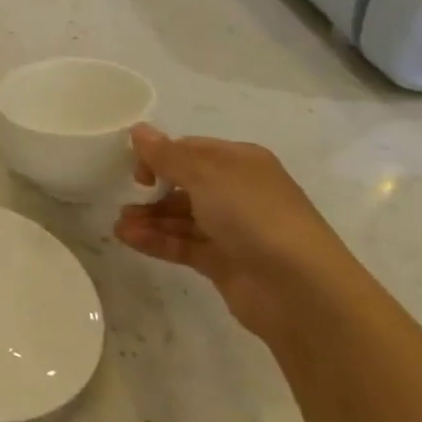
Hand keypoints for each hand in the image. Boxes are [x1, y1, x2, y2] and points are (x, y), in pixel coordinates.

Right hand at [116, 125, 359, 342]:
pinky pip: (183, 244)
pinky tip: (129, 238)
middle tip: (124, 196)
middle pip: (184, 184)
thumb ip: (167, 155)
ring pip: (181, 217)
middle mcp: (237, 192)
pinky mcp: (224, 262)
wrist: (302, 291)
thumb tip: (137, 130)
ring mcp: (232, 229)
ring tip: (119, 225)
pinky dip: (157, 240)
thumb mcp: (206, 175)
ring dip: (150, 218)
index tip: (136, 168)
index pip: (191, 150)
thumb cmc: (255, 216)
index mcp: (241, 163)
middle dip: (152, 190)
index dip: (160, 155)